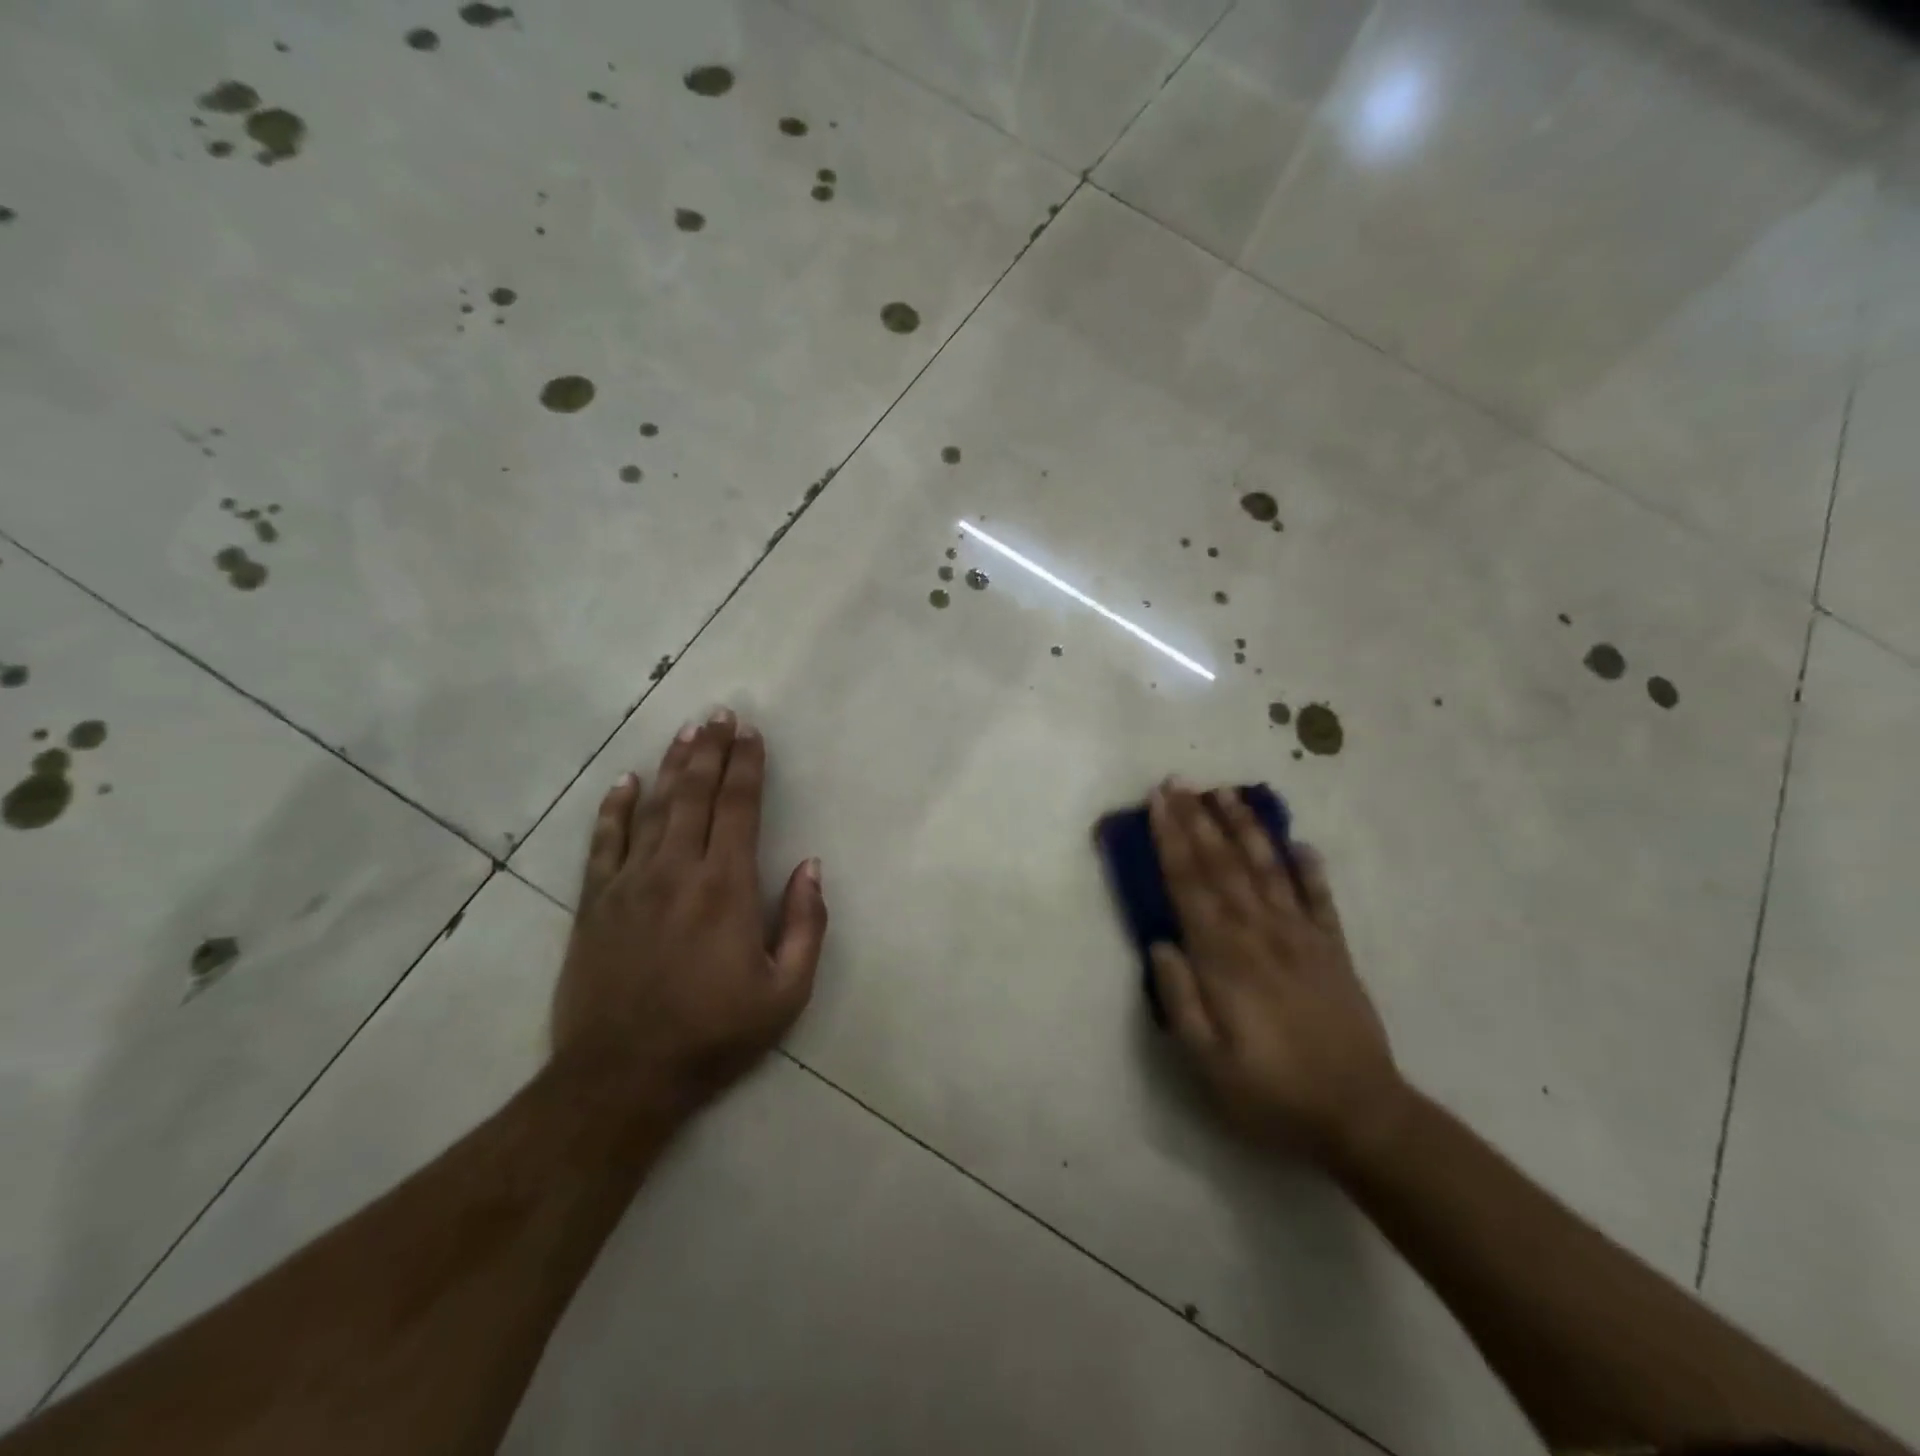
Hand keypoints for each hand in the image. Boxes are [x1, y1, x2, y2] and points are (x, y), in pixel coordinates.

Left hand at [552, 709, 827, 1116]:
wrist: (622, 1077)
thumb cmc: (714, 1034)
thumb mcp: (786, 993)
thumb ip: (805, 924)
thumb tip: (811, 866)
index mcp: (726, 887)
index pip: (738, 808)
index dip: (747, 766)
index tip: (751, 733)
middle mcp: (677, 871)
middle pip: (694, 794)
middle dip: (710, 750)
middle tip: (719, 713)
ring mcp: (629, 883)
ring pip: (653, 808)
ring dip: (671, 766)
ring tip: (685, 733)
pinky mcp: (595, 903)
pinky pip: (604, 842)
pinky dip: (614, 809)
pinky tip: (624, 782)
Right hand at [1147, 783, 1404, 1164]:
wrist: (1362, 1117)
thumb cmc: (1272, 1094)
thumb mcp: (1207, 1063)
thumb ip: (1180, 1000)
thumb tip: (1160, 943)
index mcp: (1225, 958)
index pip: (1190, 885)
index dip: (1170, 840)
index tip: (1156, 802)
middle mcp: (1261, 933)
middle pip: (1223, 865)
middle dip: (1197, 819)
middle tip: (1178, 781)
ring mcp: (1302, 937)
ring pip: (1267, 869)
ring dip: (1245, 828)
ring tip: (1227, 793)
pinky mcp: (1334, 950)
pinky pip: (1320, 899)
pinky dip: (1310, 868)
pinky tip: (1300, 843)